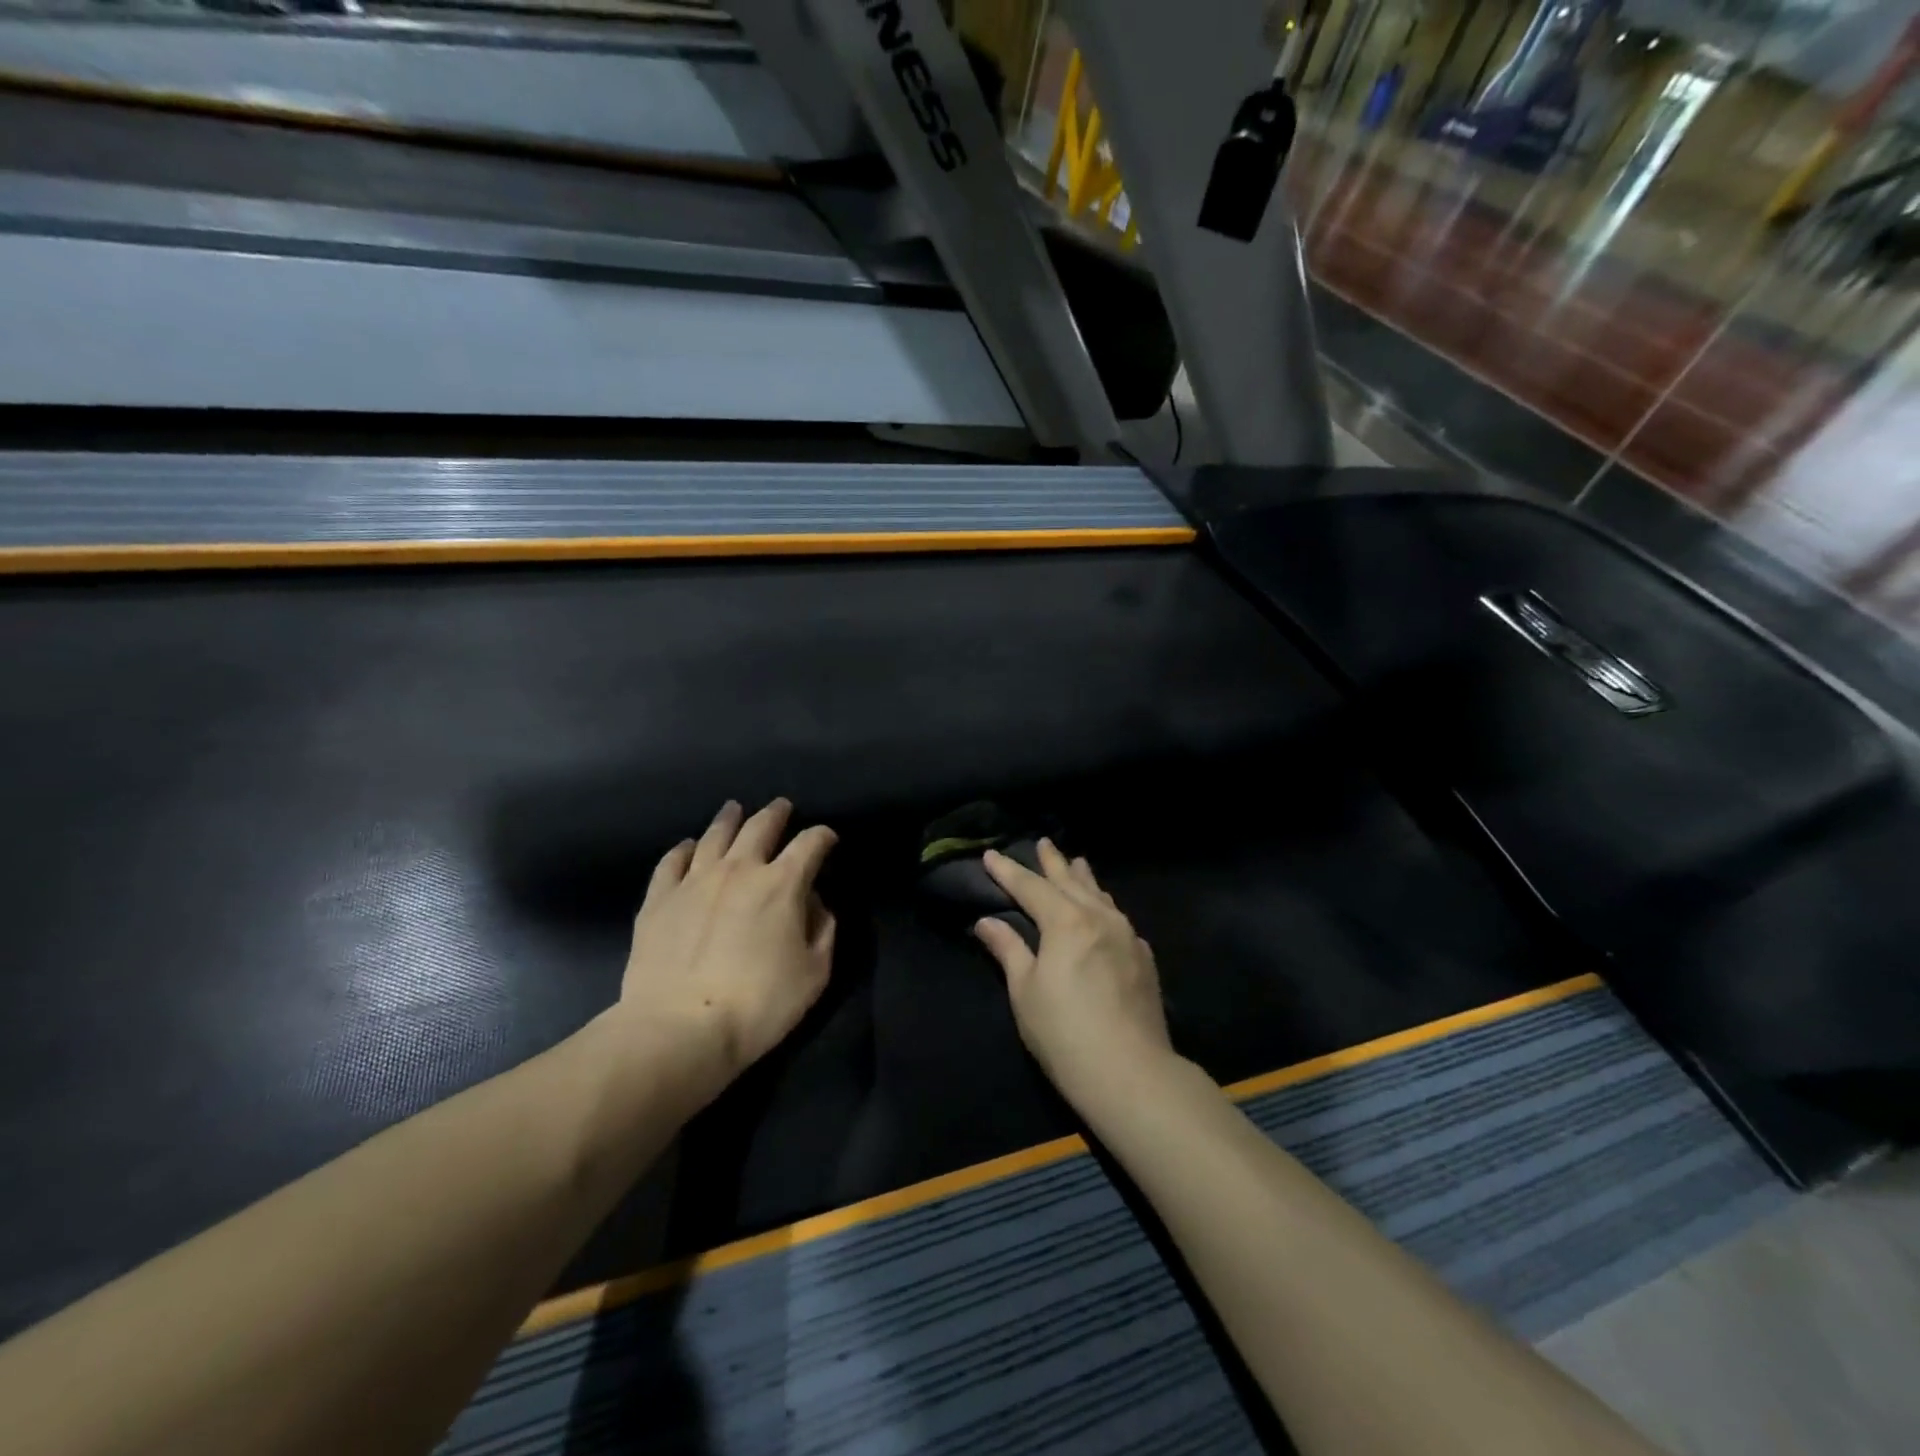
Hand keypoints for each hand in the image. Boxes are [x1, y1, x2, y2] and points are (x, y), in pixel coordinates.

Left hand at [615, 798, 837, 1088]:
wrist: (679, 1030)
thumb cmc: (758, 1005)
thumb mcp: (814, 973)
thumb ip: (823, 929)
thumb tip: (813, 903)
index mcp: (782, 884)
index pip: (810, 844)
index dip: (823, 836)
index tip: (828, 839)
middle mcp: (739, 869)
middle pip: (760, 826)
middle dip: (776, 813)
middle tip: (781, 806)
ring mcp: (694, 880)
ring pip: (715, 835)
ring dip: (730, 818)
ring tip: (735, 809)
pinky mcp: (659, 899)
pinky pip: (672, 861)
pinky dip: (685, 848)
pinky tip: (689, 846)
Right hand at [974, 840, 1175, 1109]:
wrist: (1132, 1073)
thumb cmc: (1065, 1033)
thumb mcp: (1025, 991)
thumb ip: (1008, 949)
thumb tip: (985, 921)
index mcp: (1066, 922)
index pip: (1030, 887)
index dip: (1008, 871)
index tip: (990, 854)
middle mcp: (1099, 918)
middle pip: (1071, 881)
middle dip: (1053, 862)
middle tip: (1043, 842)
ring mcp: (1127, 936)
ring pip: (1100, 895)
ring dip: (1084, 878)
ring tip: (1077, 863)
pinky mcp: (1143, 957)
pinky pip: (1118, 917)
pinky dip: (1104, 905)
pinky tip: (1105, 911)